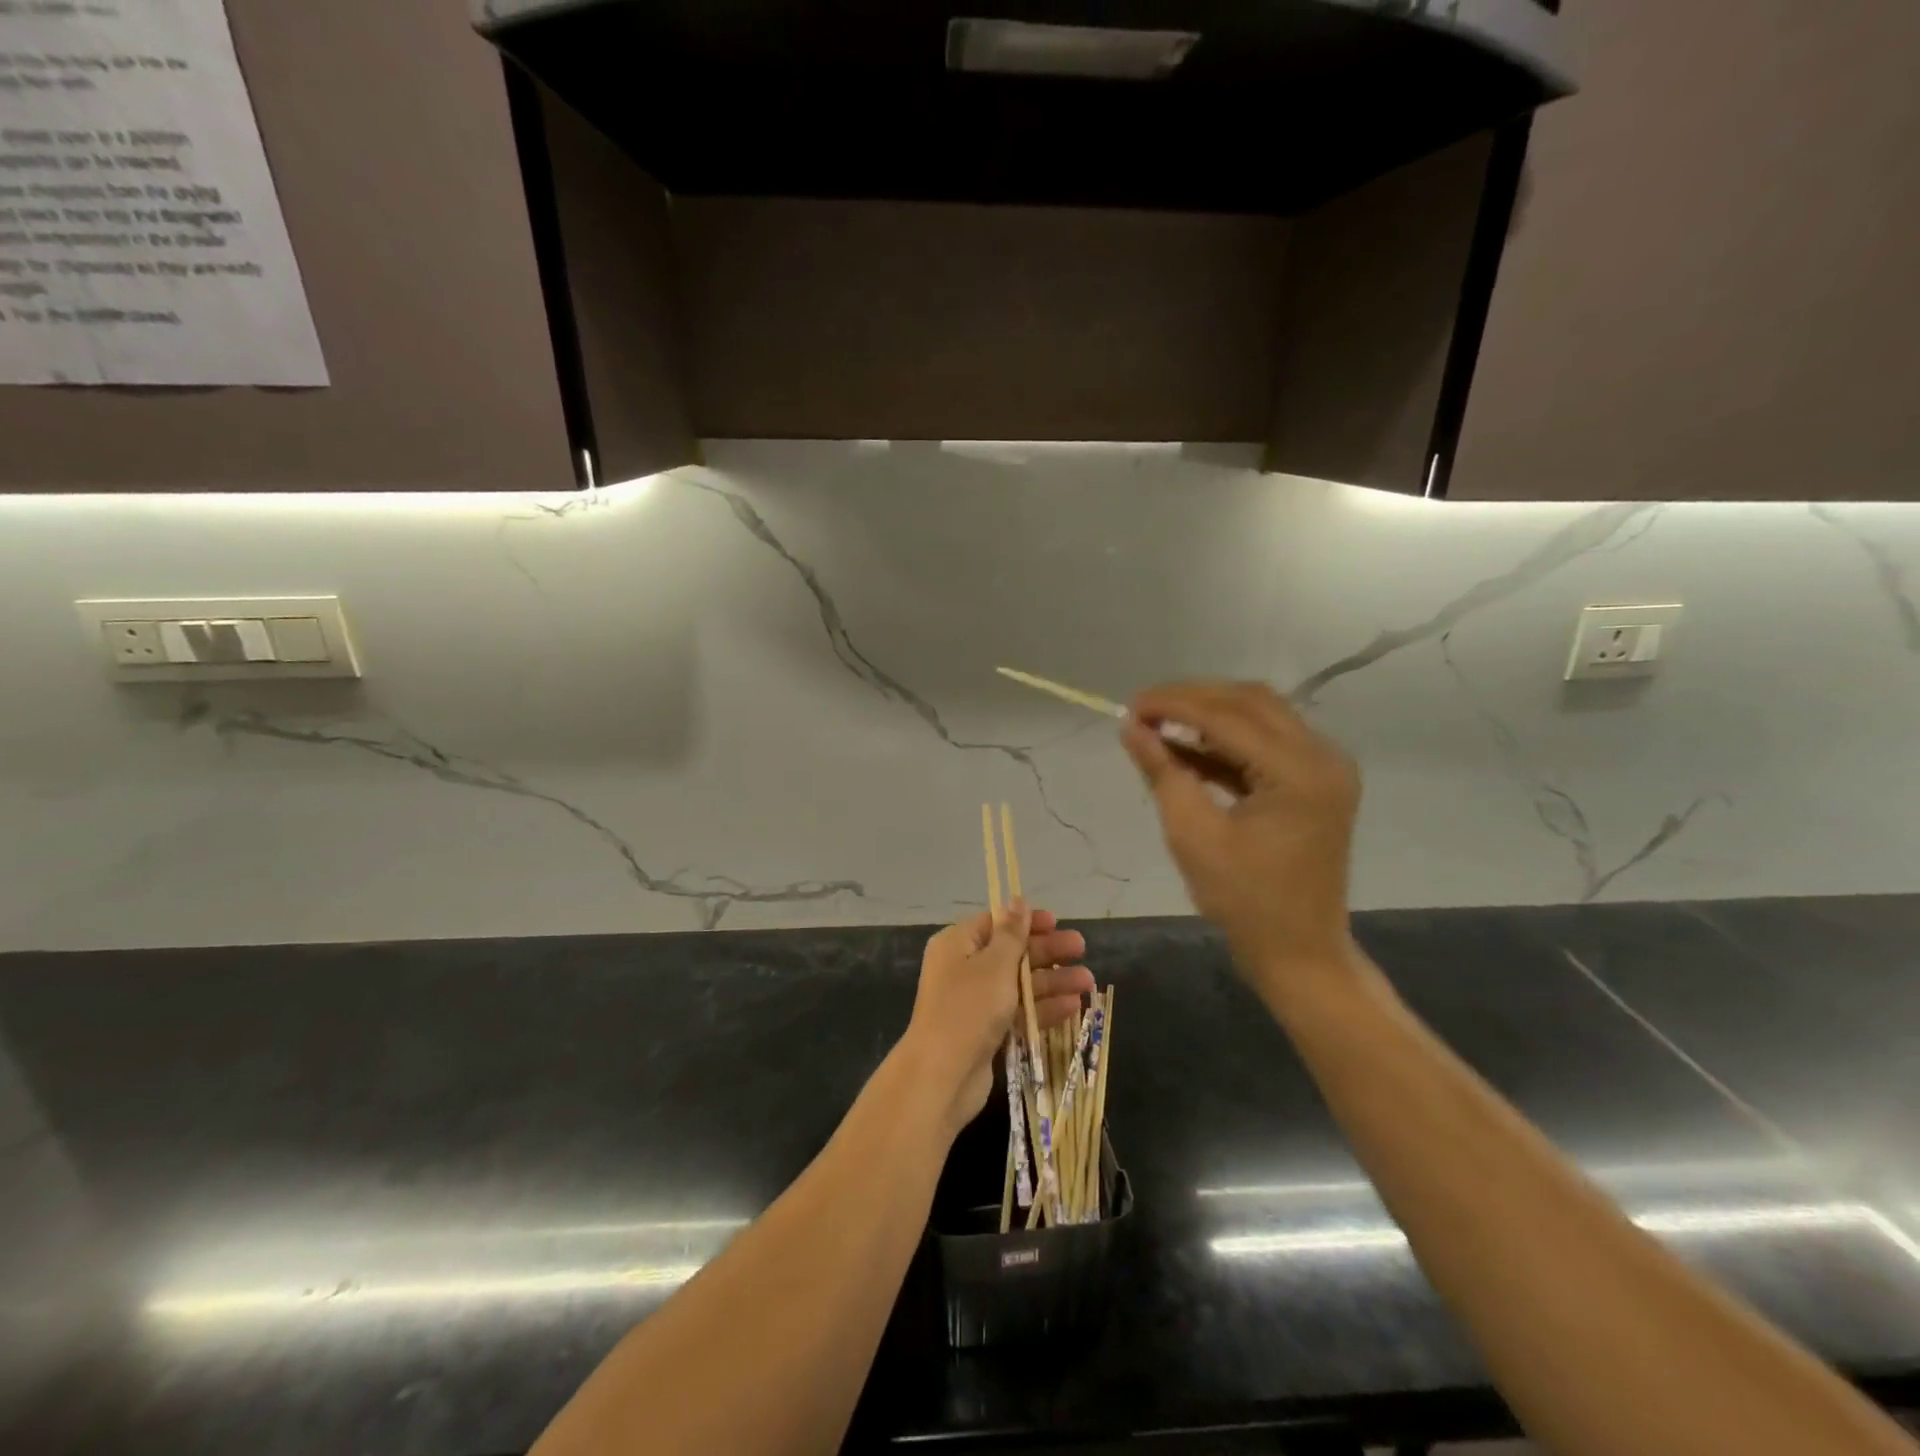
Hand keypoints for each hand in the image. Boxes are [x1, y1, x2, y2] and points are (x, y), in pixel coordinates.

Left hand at [902, 905, 1094, 1133]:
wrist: (942, 1076)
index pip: (995, 923)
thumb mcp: (994, 964)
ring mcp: (975, 1002)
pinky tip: (1073, 1007)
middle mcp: (963, 968)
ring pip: (1019, 984)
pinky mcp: (986, 1031)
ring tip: (1088, 982)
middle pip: (1011, 953)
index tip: (1056, 922)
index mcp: (957, 944)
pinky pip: (1018, 1012)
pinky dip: (1042, 1008)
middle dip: (1047, 952)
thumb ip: (1012, 933)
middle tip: (1081, 948)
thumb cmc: (968, 1008)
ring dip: (1052, 981)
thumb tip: (1018, 900)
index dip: (1026, 921)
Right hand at [1122, 681, 1360, 996]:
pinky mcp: (1315, 781)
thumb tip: (1130, 727)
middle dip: (1192, 699)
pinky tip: (1186, 747)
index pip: (1227, 716)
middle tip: (1142, 711)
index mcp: (1299, 771)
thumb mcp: (1193, 835)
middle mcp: (1322, 756)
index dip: (1173, 704)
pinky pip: (1267, 743)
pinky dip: (1226, 740)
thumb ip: (1162, 772)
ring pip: (1260, 715)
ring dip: (1209, 715)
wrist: (1299, 950)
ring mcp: (1325, 767)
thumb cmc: (1244, 900)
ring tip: (1158, 725)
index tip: (1128, 706)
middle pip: (1250, 702)